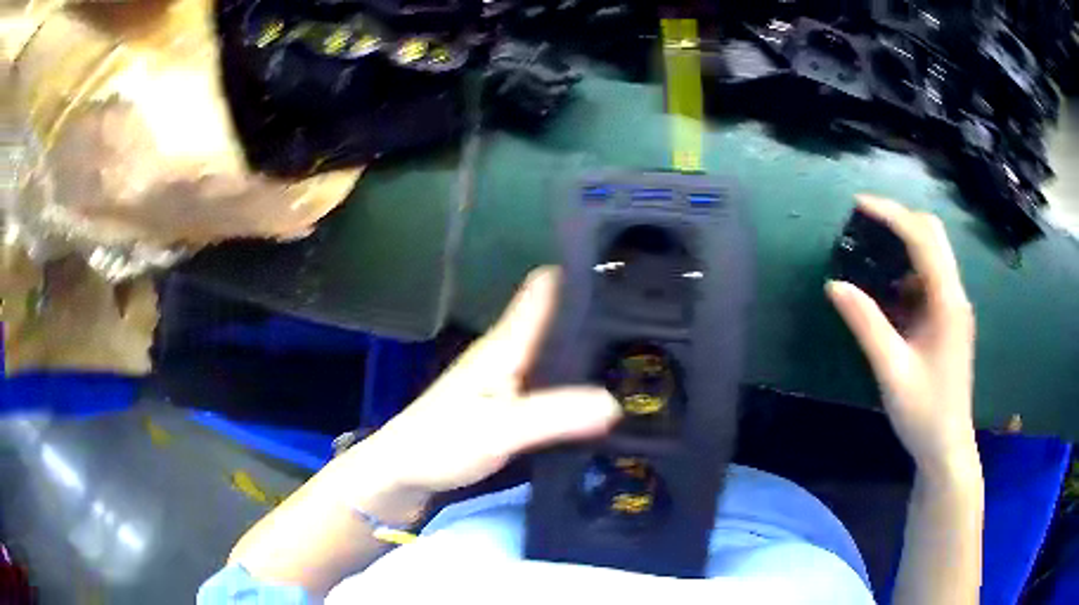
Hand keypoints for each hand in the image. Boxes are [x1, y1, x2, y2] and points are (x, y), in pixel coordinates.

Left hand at [359, 267, 621, 493]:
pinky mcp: (506, 400)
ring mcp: (505, 376)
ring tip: (635, 343)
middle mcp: (507, 351)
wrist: (404, 471)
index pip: (545, 290)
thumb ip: (552, 416)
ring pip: (554, 346)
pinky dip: (573, 374)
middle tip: (645, 311)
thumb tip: (614, 402)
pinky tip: (599, 386)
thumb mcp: (500, 432)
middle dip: (596, 310)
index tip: (625, 265)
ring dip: (587, 343)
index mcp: (505, 345)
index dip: (581, 272)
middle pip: (556, 316)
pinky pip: (549, 376)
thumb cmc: (443, 443)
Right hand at [827, 195, 977, 474]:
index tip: (858, 205)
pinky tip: (886, 291)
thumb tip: (834, 284)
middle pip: (932, 235)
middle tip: (864, 221)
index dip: (891, 215)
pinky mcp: (948, 320)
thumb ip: (866, 324)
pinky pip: (928, 281)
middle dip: (900, 220)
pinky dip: (907, 273)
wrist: (947, 448)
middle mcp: (955, 295)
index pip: (922, 238)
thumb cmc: (923, 413)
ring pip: (932, 256)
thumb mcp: (891, 370)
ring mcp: (954, 308)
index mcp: (947, 302)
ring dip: (903, 245)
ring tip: (870, 251)